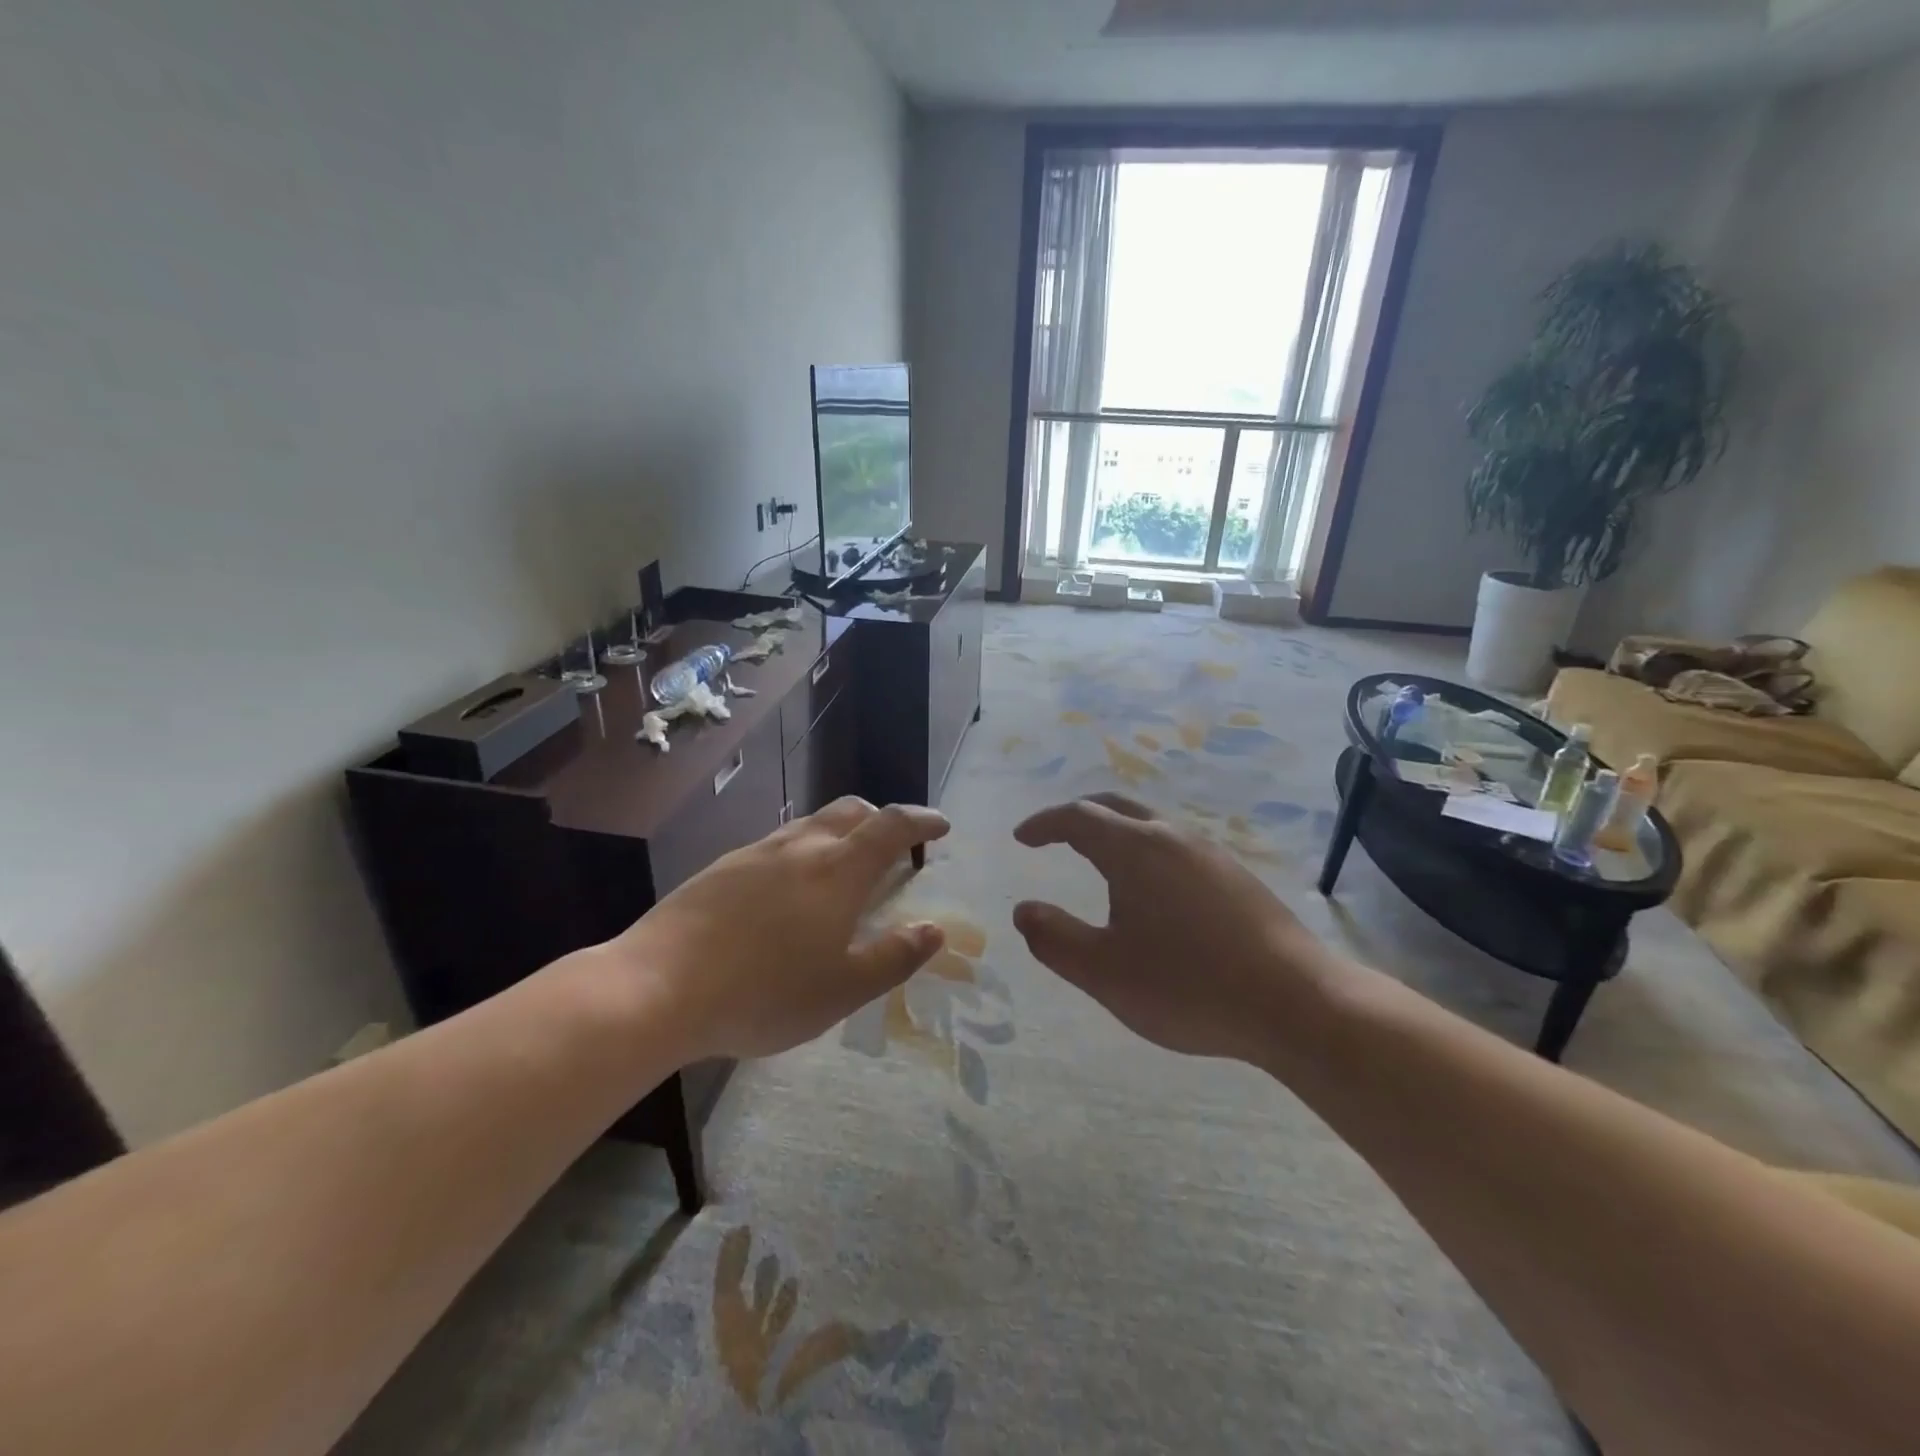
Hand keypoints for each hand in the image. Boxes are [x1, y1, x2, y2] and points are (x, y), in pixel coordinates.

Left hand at [606, 797, 951, 1060]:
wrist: (657, 987)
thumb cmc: (763, 993)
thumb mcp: (843, 989)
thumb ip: (894, 956)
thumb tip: (934, 929)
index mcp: (838, 870)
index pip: (891, 826)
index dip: (921, 820)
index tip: (941, 825)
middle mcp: (799, 847)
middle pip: (850, 812)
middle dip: (880, 820)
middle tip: (893, 848)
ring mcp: (755, 854)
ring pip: (810, 826)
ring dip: (838, 836)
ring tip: (841, 871)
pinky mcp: (721, 868)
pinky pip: (776, 846)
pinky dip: (800, 854)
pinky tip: (787, 894)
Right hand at [1012, 794, 1336, 1062]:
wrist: (1296, 1002)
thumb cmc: (1189, 985)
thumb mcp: (1104, 972)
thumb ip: (1054, 939)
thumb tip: (1023, 910)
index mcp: (1134, 849)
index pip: (1078, 817)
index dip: (1044, 823)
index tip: (1022, 838)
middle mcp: (1172, 837)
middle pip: (1115, 808)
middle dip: (1078, 817)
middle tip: (1054, 837)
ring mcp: (1210, 853)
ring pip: (1150, 825)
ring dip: (1115, 832)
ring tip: (1097, 862)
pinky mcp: (1236, 876)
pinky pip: (1175, 846)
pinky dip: (1145, 851)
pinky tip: (1152, 890)